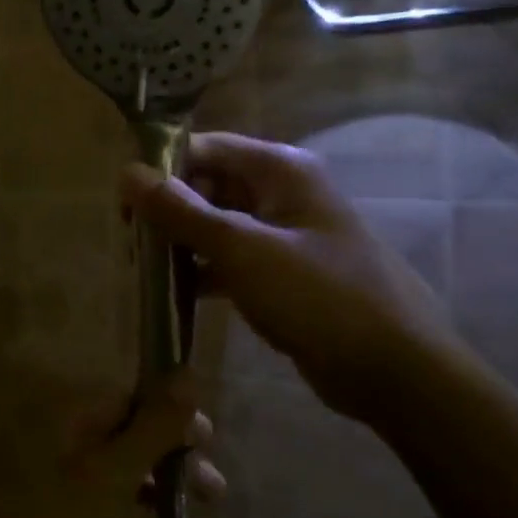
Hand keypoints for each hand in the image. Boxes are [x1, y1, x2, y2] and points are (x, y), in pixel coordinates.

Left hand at [0, 378, 223, 517]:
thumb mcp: (114, 474)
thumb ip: (154, 424)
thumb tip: (188, 369)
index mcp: (74, 410)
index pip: (137, 396)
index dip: (175, 417)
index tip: (208, 446)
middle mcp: (61, 428)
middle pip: (128, 427)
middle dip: (170, 452)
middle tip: (212, 490)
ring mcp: (50, 467)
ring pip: (115, 461)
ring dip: (153, 479)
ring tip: (187, 511)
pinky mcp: (46, 505)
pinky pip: (97, 489)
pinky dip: (126, 501)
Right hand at [120, 132, 451, 422]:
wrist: (394, 368)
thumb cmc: (318, 295)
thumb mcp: (243, 249)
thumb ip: (182, 211)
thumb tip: (127, 172)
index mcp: (279, 169)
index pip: (205, 149)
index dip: (162, 170)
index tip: (123, 206)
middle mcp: (282, 192)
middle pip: (210, 186)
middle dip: (170, 211)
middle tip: (129, 246)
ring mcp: (285, 235)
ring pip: (219, 226)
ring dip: (182, 245)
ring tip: (142, 272)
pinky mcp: (284, 274)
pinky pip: (233, 261)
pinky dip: (205, 274)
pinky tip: (174, 298)